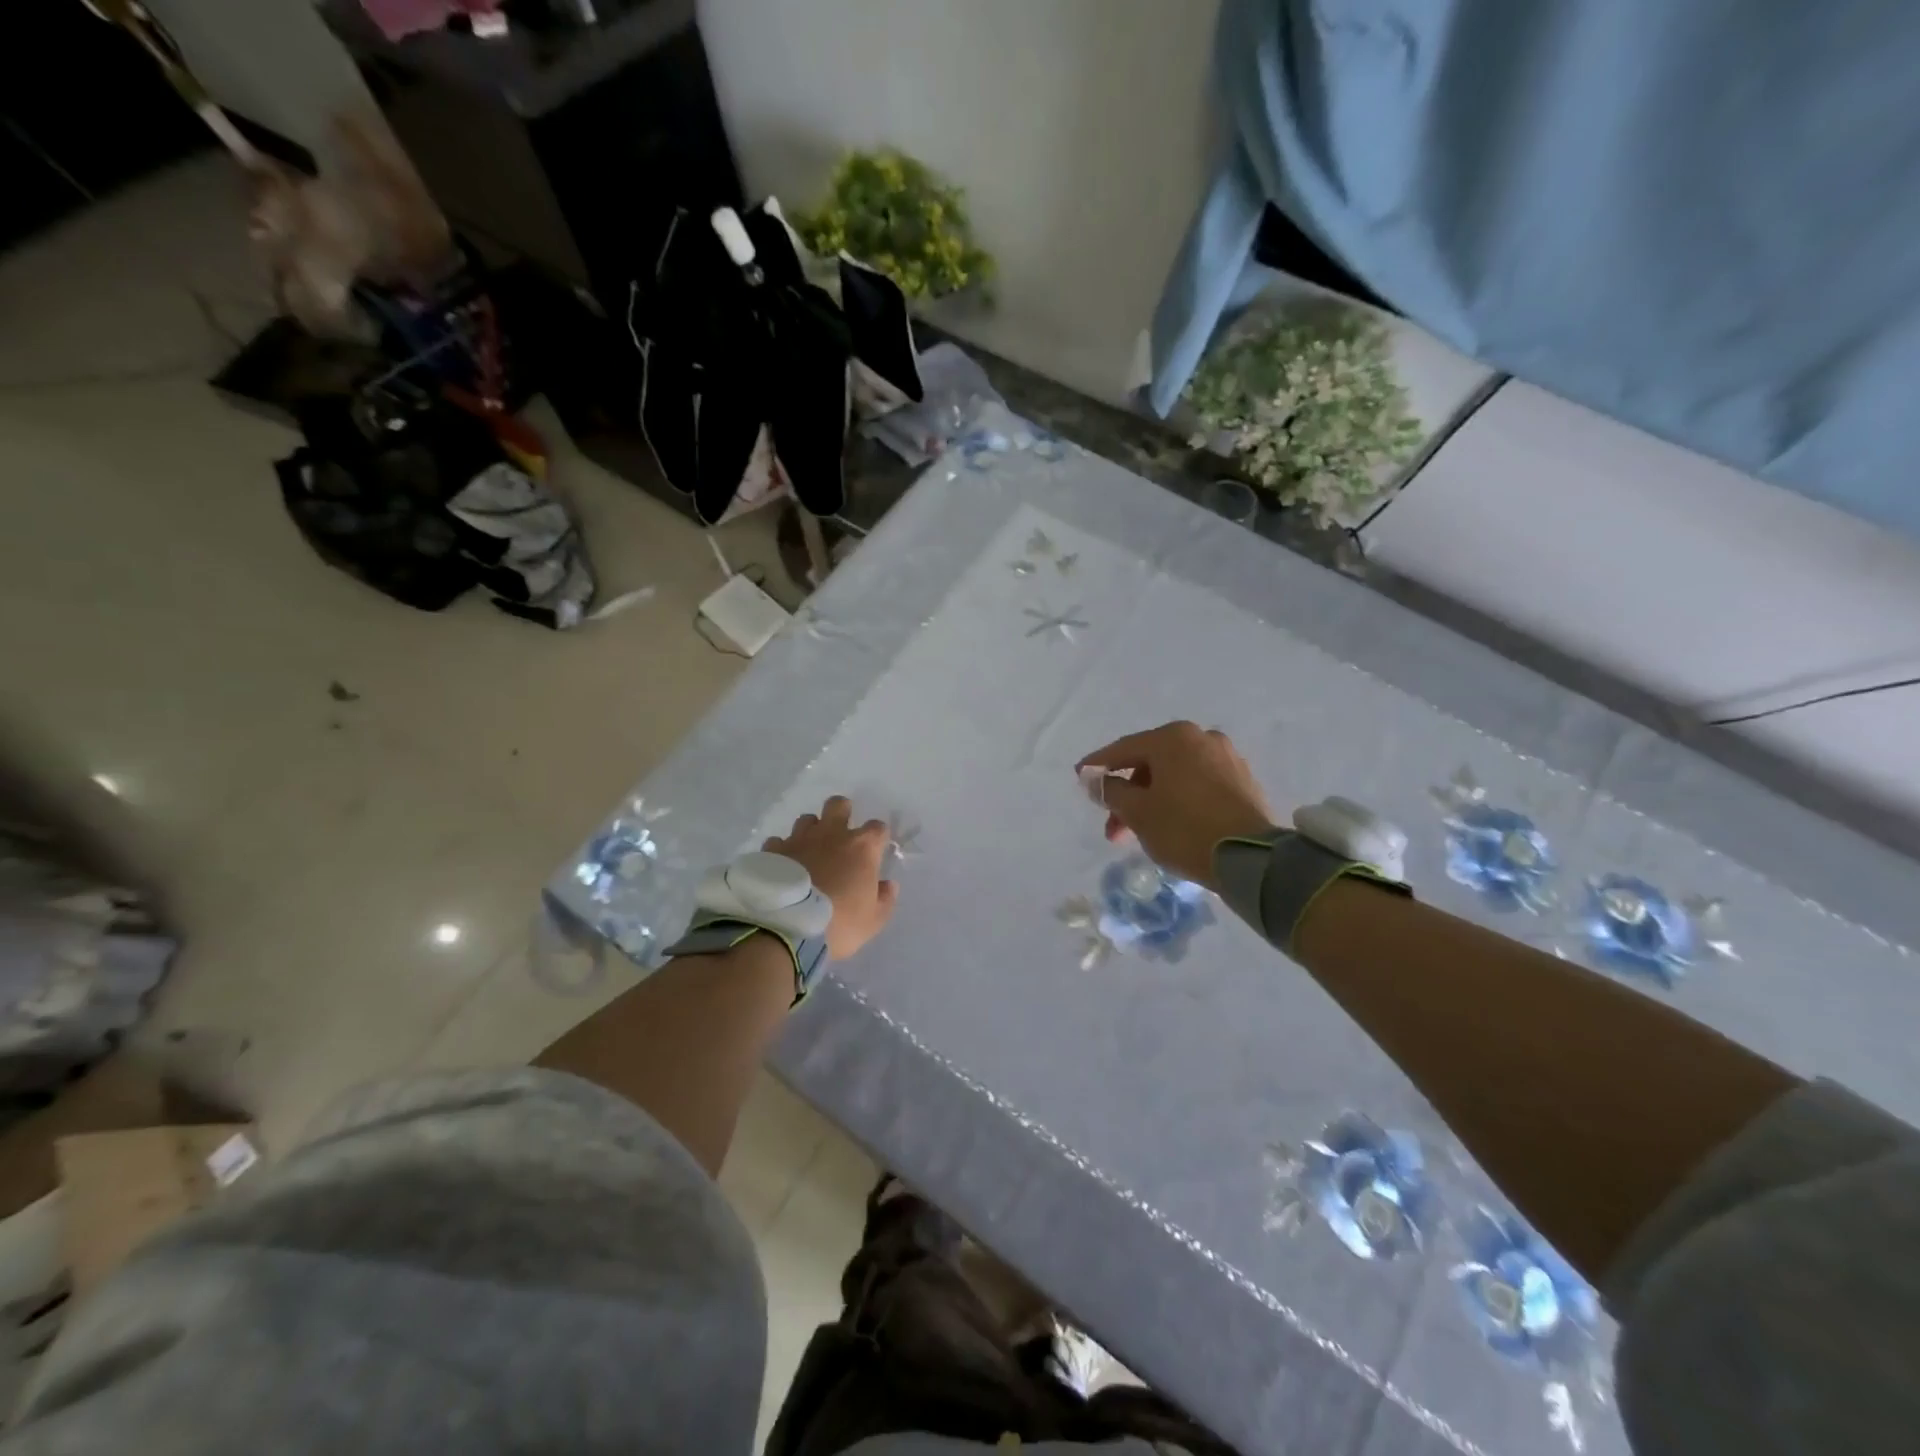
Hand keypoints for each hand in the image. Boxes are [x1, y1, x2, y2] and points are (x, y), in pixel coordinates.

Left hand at [764, 797, 898, 959]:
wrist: (786, 928)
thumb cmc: (838, 923)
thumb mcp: (873, 921)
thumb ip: (884, 899)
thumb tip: (888, 885)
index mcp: (861, 847)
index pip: (877, 828)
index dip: (878, 837)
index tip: (876, 851)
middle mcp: (831, 834)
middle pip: (838, 805)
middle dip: (842, 812)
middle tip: (841, 833)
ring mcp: (799, 839)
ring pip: (806, 820)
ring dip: (811, 831)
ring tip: (810, 851)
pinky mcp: (772, 851)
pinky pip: (779, 841)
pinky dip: (783, 850)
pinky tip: (783, 866)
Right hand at [1078, 722, 1275, 887]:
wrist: (1251, 858)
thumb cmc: (1184, 828)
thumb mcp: (1137, 812)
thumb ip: (1111, 791)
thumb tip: (1095, 780)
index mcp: (1173, 738)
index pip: (1124, 749)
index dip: (1098, 766)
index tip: (1079, 777)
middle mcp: (1202, 738)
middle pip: (1151, 764)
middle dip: (1128, 795)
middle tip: (1112, 827)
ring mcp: (1227, 758)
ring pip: (1175, 776)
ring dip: (1152, 801)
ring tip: (1139, 833)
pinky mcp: (1243, 782)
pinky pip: (1198, 785)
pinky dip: (1178, 800)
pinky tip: (1170, 824)